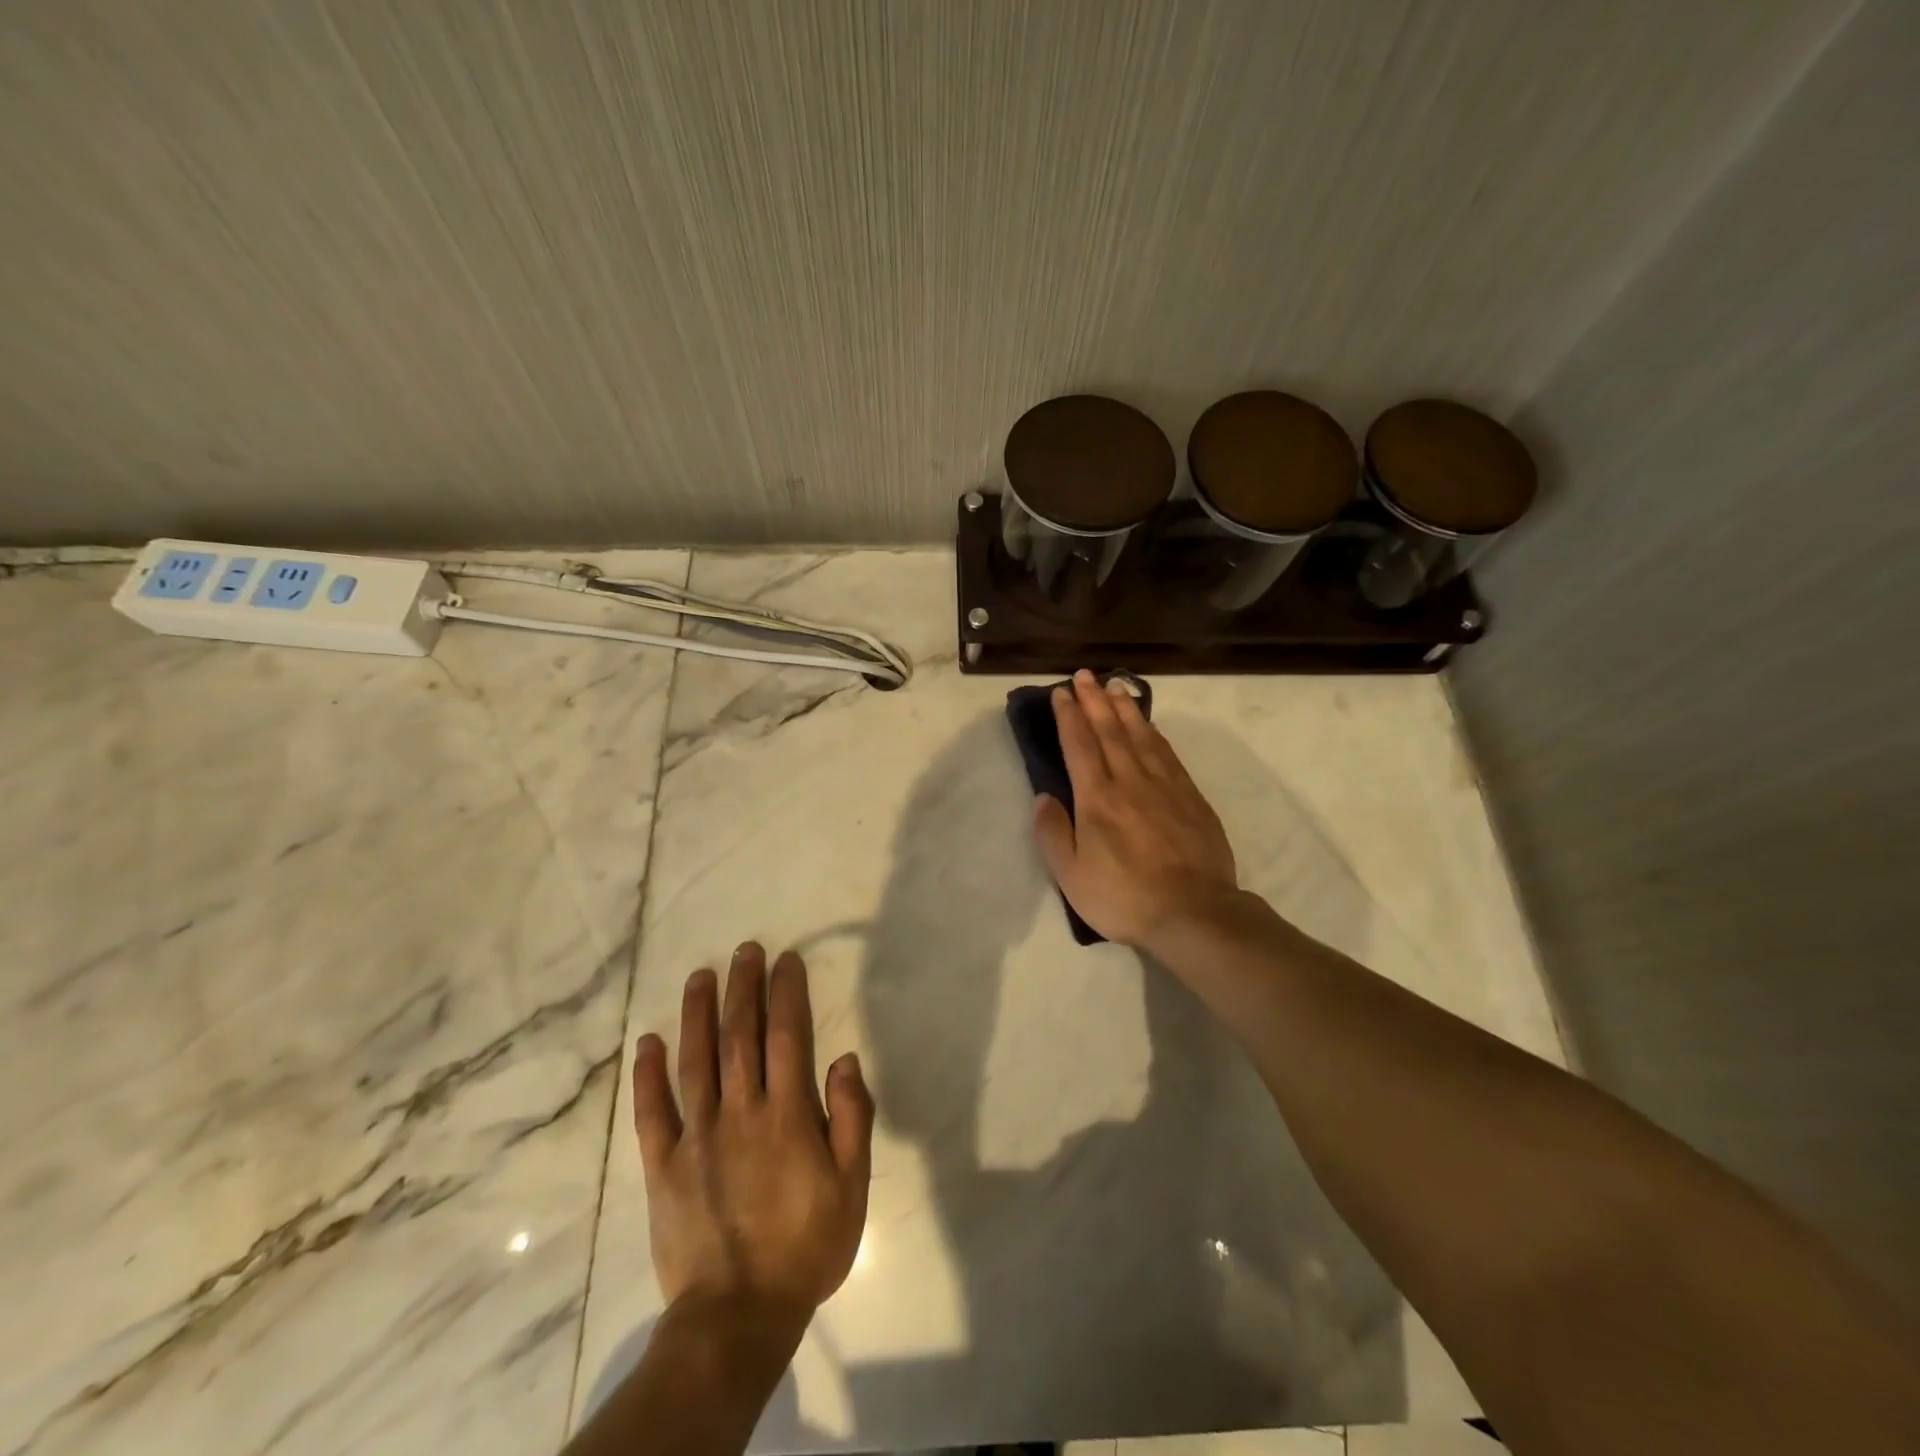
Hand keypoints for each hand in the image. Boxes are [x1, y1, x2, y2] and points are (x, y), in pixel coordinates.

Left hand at [632, 943, 873, 1327]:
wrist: (739, 1316)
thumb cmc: (806, 1247)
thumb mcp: (852, 1187)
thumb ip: (852, 1118)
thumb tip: (844, 1058)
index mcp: (787, 1115)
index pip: (787, 1036)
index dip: (786, 993)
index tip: (785, 960)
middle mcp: (740, 1112)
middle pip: (740, 1036)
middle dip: (743, 988)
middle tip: (745, 950)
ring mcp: (696, 1136)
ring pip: (694, 1061)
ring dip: (697, 1013)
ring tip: (700, 975)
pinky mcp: (662, 1165)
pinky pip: (651, 1112)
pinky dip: (647, 1074)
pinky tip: (648, 1040)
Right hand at [1033, 670, 1238, 947]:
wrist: (1194, 912)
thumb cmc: (1124, 897)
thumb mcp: (1071, 876)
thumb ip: (1053, 833)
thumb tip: (1043, 796)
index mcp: (1097, 798)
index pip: (1079, 745)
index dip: (1069, 715)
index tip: (1061, 692)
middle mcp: (1130, 781)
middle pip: (1110, 730)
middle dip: (1094, 700)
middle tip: (1085, 675)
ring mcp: (1165, 786)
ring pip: (1141, 736)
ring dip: (1126, 708)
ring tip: (1115, 686)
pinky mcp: (1190, 797)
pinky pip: (1168, 753)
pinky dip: (1154, 733)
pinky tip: (1149, 725)